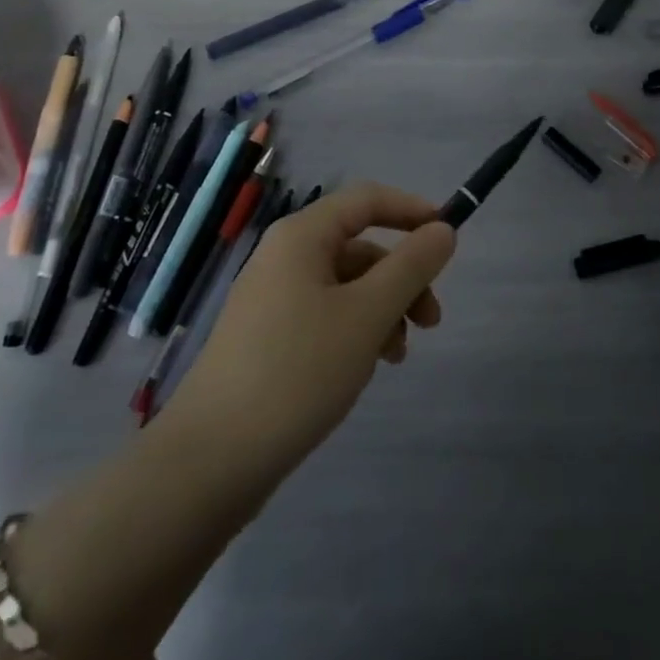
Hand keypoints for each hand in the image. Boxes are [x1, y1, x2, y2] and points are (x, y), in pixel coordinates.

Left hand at [168, 183, 455, 486]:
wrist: (211, 460)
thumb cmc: (298, 371)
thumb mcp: (368, 314)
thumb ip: (411, 266)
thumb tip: (443, 230)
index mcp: (301, 236)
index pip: (367, 199)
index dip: (411, 210)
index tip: (448, 237)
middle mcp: (284, 257)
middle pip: (359, 247)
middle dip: (402, 278)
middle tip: (431, 322)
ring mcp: (272, 299)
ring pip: (345, 287)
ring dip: (382, 311)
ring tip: (395, 357)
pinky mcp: (267, 339)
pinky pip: (324, 316)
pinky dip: (354, 332)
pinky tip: (362, 370)